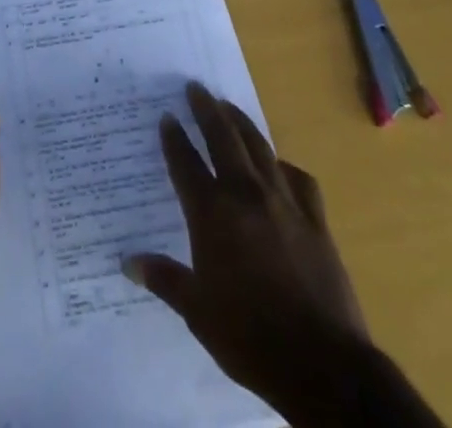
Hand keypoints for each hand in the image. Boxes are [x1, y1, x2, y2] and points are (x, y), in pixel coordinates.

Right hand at [126, 83, 367, 409]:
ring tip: (228, 106)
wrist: (323, 364)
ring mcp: (284, 203)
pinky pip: (298, 179)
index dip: (173, 138)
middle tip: (196, 87)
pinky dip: (284, 166)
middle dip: (206, 110)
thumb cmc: (250, 338)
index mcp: (212, 214)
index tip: (166, 117)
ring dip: (241, 123)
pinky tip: (279, 166)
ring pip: (259, 148)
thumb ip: (164, 279)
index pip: (186, 163)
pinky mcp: (315, 219)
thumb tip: (128, 263)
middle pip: (223, 139)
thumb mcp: (198, 313)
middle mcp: (246, 195)